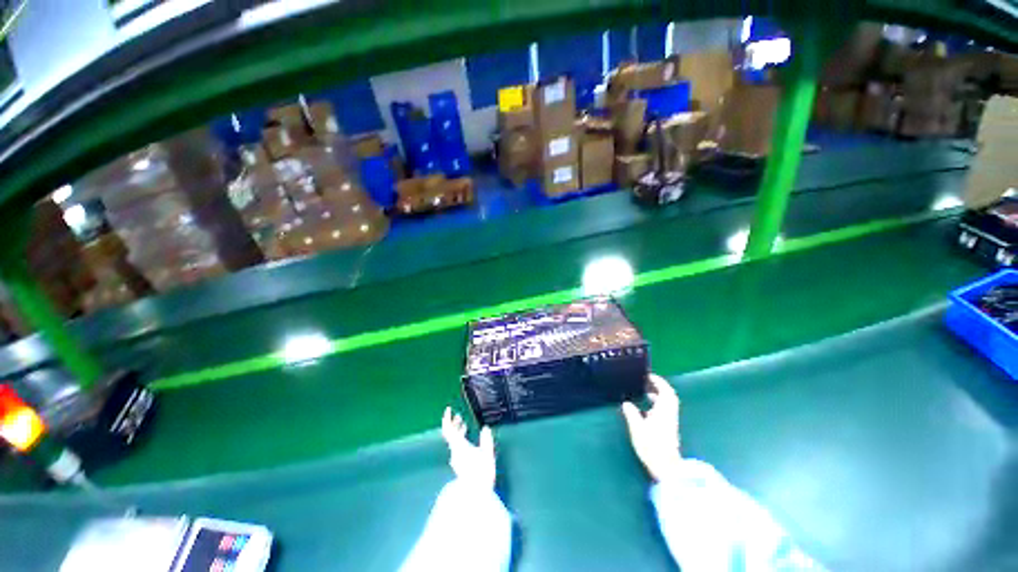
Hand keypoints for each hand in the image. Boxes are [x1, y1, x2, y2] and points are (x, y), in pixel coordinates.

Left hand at [441, 407, 495, 488]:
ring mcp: (456, 459)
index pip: (448, 429)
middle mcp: (454, 451)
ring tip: (464, 425)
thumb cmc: (481, 472)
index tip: (449, 409)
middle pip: (450, 435)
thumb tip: (485, 428)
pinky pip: (457, 448)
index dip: (447, 418)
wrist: (475, 493)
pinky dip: (460, 440)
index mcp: (459, 445)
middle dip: (453, 424)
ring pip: (453, 441)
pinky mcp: (459, 464)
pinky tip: (467, 440)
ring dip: (457, 432)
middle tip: (459, 416)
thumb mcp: (487, 453)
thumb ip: (486, 440)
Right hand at [621, 374, 681, 482]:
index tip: (650, 376)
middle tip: (648, 382)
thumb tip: (626, 403)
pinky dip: (658, 406)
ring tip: (646, 394)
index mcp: (664, 411)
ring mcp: (670, 423)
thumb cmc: (652, 447)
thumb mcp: (637, 429)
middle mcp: (669, 415)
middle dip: (660, 387)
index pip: (666, 392)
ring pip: (667, 404)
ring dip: (659, 397)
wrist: (666, 468)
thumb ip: (631, 414)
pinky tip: (647, 410)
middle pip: (669, 397)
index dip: (659, 382)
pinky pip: (665, 411)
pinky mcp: (669, 430)